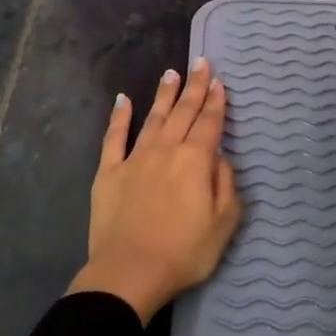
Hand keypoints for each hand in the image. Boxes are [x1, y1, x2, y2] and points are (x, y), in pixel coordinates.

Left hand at [69, 58, 241, 323]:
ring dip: (164, 95)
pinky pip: (114, 137)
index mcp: (195, 160)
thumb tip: (220, 158)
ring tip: (170, 74)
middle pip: (183, 112)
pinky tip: (123, 100)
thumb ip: (226, 185)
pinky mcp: (109, 172)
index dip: (215, 101)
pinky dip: (119, 116)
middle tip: (199, 63)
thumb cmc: (184, 252)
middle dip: (194, 87)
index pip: (209, 123)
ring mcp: (135, 158)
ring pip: (153, 118)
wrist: (130, 272)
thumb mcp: (224, 223)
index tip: (218, 81)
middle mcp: (166, 150)